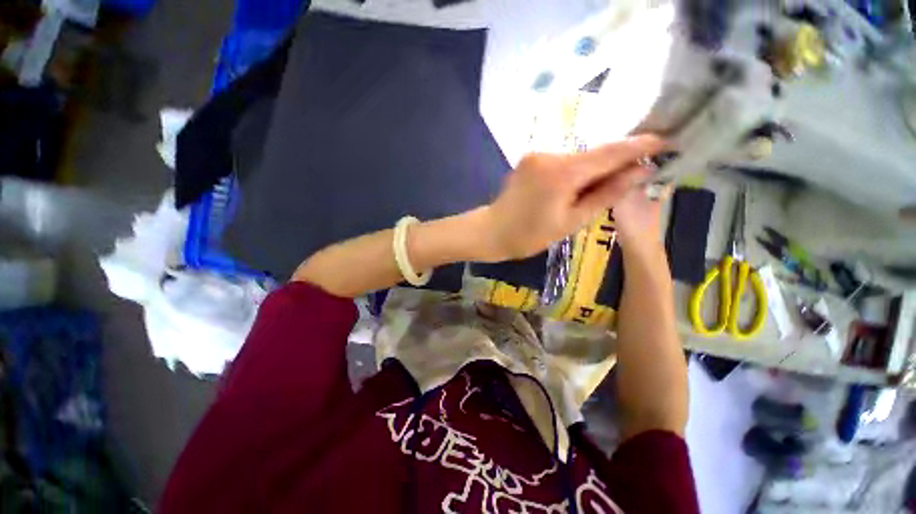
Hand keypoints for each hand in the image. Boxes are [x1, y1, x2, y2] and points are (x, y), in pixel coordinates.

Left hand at [479, 135, 665, 261]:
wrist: (491, 232)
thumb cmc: (529, 236)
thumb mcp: (571, 221)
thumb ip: (606, 194)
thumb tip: (641, 172)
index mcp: (562, 172)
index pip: (610, 152)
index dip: (640, 146)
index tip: (666, 142)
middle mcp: (550, 155)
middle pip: (593, 154)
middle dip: (617, 161)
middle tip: (639, 171)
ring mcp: (537, 155)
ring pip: (578, 157)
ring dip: (595, 168)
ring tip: (607, 185)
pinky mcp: (530, 159)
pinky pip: (562, 161)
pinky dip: (576, 170)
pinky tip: (578, 185)